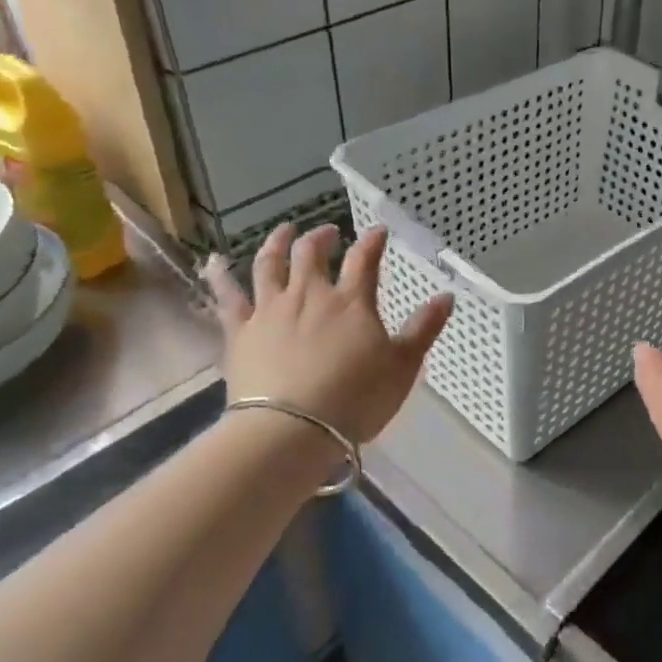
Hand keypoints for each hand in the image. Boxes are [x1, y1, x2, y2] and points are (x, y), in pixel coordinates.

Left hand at [203, 223, 451, 446]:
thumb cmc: (355, 399)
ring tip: (284, 231)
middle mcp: (310, 295)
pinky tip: (214, 261)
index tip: (378, 231)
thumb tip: (446, 295)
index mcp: (352, 302)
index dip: (372, 242)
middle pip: (312, 253)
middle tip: (329, 232)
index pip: (365, 259)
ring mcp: (271, 310)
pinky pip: (226, 296)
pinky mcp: (240, 331)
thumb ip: (424, 328)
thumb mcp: (403, 366)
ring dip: (277, 242)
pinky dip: (220, 275)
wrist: (290, 430)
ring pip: (270, 264)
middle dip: (322, 236)